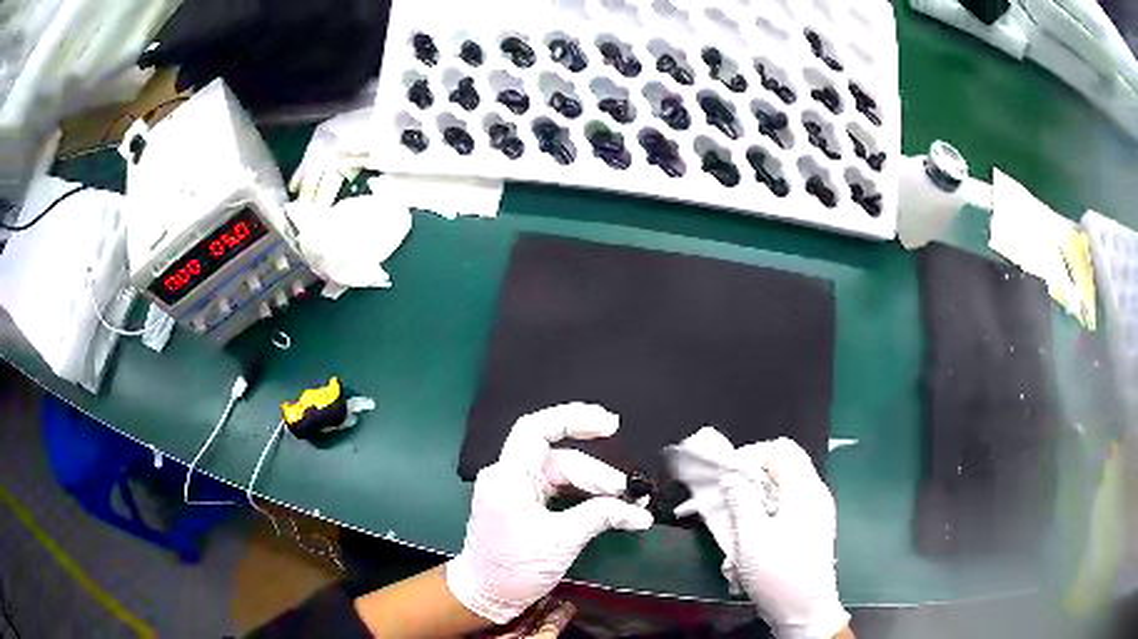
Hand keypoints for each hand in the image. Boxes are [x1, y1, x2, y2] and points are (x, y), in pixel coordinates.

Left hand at [446, 403, 653, 623]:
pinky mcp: (523, 503)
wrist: (485, 595)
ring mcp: (515, 489)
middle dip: (597, 473)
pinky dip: (583, 495)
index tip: (610, 425)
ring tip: (626, 501)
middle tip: (630, 492)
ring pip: (561, 474)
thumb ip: (600, 517)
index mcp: (508, 478)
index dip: (573, 418)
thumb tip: (639, 512)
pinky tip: (607, 504)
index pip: (536, 429)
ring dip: (594, 485)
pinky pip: (557, 488)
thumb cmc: (515, 569)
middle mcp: (508, 476)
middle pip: (559, 458)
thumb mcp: (562, 542)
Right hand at [722, 438, 848, 638]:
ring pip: (781, 489)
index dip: (750, 455)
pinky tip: (751, 539)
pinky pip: (786, 508)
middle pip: (782, 467)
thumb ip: (740, 500)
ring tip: (735, 523)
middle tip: (727, 498)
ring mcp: (815, 512)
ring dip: (755, 501)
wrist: (805, 610)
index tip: (726, 476)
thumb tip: (732, 475)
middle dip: (750, 479)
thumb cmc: (778, 573)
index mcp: (805, 489)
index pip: (780, 449)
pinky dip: (766, 515)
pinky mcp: (811, 529)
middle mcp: (814, 494)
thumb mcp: (751, 537)